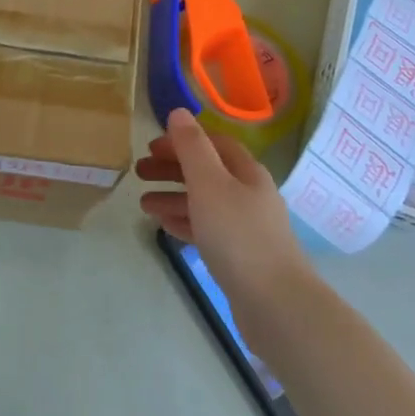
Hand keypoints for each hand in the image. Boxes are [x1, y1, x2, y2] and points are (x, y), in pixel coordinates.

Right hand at [136, 109, 311, 331]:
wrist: (275, 304)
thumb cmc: (238, 235)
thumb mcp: (209, 183)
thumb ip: (191, 147)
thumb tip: (179, 112)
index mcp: (247, 172)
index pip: (213, 143)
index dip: (183, 141)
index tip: (151, 147)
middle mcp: (249, 194)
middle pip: (207, 172)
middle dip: (173, 168)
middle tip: (139, 172)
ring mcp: (247, 227)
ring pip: (204, 202)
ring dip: (174, 197)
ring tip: (143, 204)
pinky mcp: (240, 256)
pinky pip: (207, 229)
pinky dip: (185, 221)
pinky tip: (164, 225)